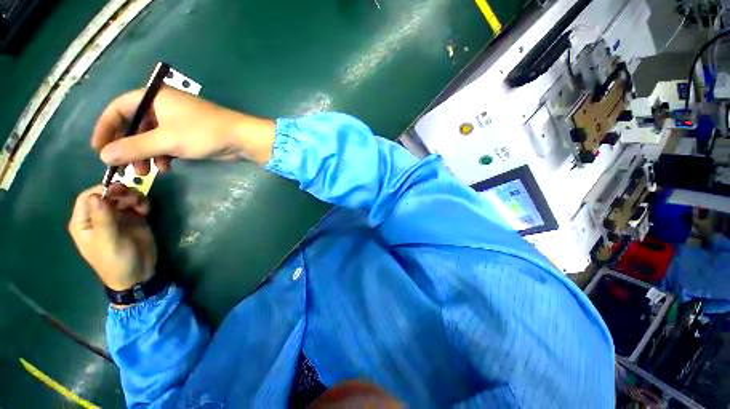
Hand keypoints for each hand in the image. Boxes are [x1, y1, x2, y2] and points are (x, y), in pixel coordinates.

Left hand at [68, 184, 154, 291]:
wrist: (139, 279)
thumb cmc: (117, 264)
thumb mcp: (108, 242)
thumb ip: (102, 218)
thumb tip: (96, 196)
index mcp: (83, 223)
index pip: (86, 198)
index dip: (99, 192)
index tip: (113, 195)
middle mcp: (96, 215)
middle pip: (104, 191)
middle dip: (117, 191)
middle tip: (129, 196)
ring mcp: (112, 213)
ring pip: (119, 191)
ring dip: (130, 194)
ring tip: (139, 205)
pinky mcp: (127, 214)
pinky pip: (132, 198)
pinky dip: (139, 200)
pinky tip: (144, 210)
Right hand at [92, 87, 275, 173]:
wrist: (236, 139)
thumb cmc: (201, 133)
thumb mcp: (163, 141)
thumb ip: (132, 148)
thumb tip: (104, 155)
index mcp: (154, 96)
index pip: (119, 106)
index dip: (105, 126)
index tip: (97, 150)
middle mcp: (158, 103)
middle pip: (129, 123)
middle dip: (124, 146)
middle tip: (120, 168)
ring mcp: (167, 117)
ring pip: (142, 136)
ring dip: (140, 155)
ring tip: (145, 173)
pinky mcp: (175, 130)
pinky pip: (156, 142)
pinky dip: (155, 155)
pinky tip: (165, 167)